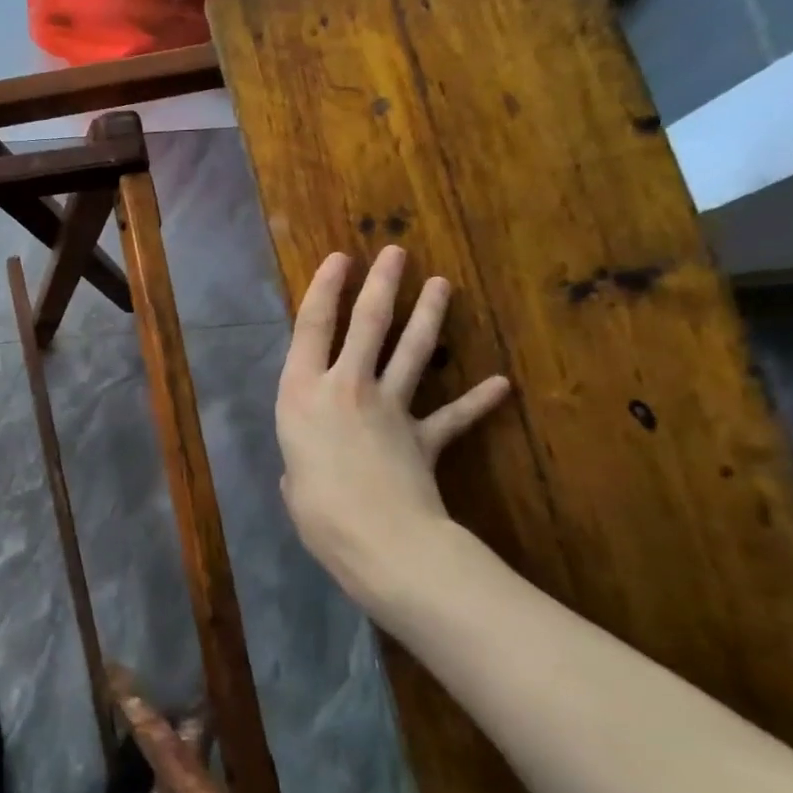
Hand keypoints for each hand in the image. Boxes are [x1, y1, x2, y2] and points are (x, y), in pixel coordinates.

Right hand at [276, 248, 508, 609]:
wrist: (380, 539)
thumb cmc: (316, 510)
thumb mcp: (292, 479)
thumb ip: (301, 459)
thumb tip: (309, 467)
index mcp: (301, 393)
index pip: (312, 327)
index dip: (325, 289)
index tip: (339, 259)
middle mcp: (345, 387)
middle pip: (368, 324)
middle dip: (382, 285)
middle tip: (396, 252)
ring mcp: (389, 408)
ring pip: (412, 352)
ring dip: (428, 316)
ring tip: (441, 284)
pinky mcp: (424, 437)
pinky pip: (453, 416)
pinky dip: (477, 400)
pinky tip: (501, 383)